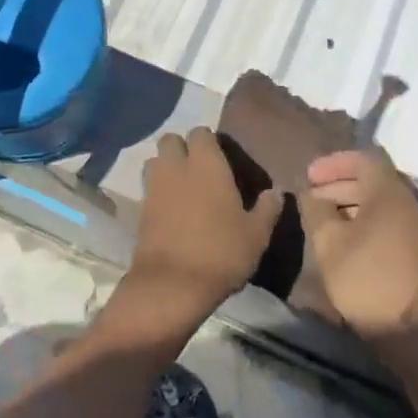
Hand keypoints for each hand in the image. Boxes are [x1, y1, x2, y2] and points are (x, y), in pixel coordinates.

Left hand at [123, 128, 283, 335]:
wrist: (172, 285)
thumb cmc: (221, 252)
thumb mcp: (256, 234)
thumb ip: (267, 209)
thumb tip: (276, 192)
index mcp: (206, 164)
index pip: (201, 133)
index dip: (209, 142)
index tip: (221, 158)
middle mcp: (177, 167)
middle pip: (171, 140)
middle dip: (181, 148)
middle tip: (199, 169)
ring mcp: (154, 187)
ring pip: (155, 161)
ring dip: (166, 167)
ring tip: (183, 187)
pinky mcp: (140, 209)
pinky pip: (148, 188)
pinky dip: (157, 192)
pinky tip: (172, 210)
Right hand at [299, 149, 417, 342]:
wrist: (408, 329)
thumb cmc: (365, 276)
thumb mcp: (328, 241)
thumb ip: (316, 209)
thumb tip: (311, 194)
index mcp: (389, 192)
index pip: (362, 159)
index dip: (332, 163)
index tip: (309, 176)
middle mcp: (406, 202)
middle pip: (371, 179)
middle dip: (338, 183)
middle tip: (310, 196)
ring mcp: (414, 227)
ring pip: (378, 201)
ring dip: (349, 202)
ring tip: (321, 217)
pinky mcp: (415, 249)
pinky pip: (386, 220)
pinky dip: (362, 219)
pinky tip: (342, 237)